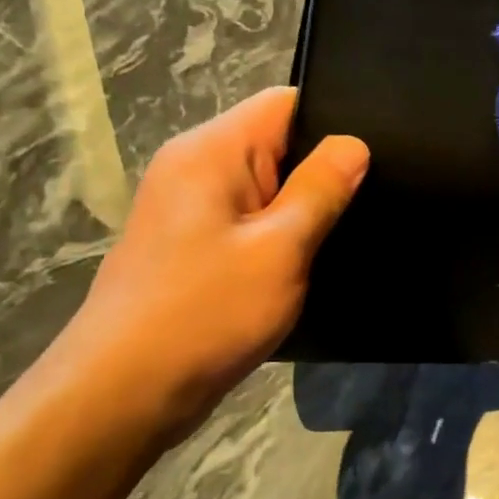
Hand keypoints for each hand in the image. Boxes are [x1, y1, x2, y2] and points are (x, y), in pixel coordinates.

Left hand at [56, 87, 367, 444]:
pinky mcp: (191, 245)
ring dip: (303, 207)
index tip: (377, 155)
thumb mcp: (280, 248)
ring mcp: (188, 207)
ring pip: (266, 185)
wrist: (121, 395)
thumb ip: (321, 189)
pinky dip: (281, 234)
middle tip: (374, 198)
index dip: (334, 120)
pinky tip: (310, 259)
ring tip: (350, 228)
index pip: (285, 103)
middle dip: (323, 168)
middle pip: (277, 141)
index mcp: (211, 150)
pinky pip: (249, 219)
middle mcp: (194, 166)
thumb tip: (354, 144)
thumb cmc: (204, 313)